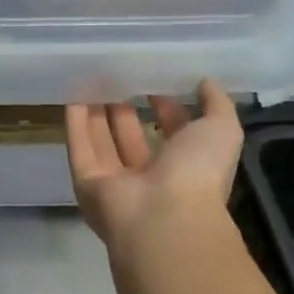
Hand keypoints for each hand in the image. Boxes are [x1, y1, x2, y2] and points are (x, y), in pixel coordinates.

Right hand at [65, 79, 242, 250]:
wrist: (163, 217)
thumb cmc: (197, 173)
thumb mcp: (221, 130)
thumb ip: (216, 104)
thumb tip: (205, 81)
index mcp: (185, 168)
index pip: (172, 134)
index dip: (165, 108)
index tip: (154, 80)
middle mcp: (149, 177)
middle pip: (131, 138)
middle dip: (123, 109)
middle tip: (115, 76)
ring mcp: (115, 182)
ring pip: (102, 142)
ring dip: (96, 112)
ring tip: (90, 78)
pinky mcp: (86, 183)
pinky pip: (79, 148)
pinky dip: (75, 123)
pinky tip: (72, 95)